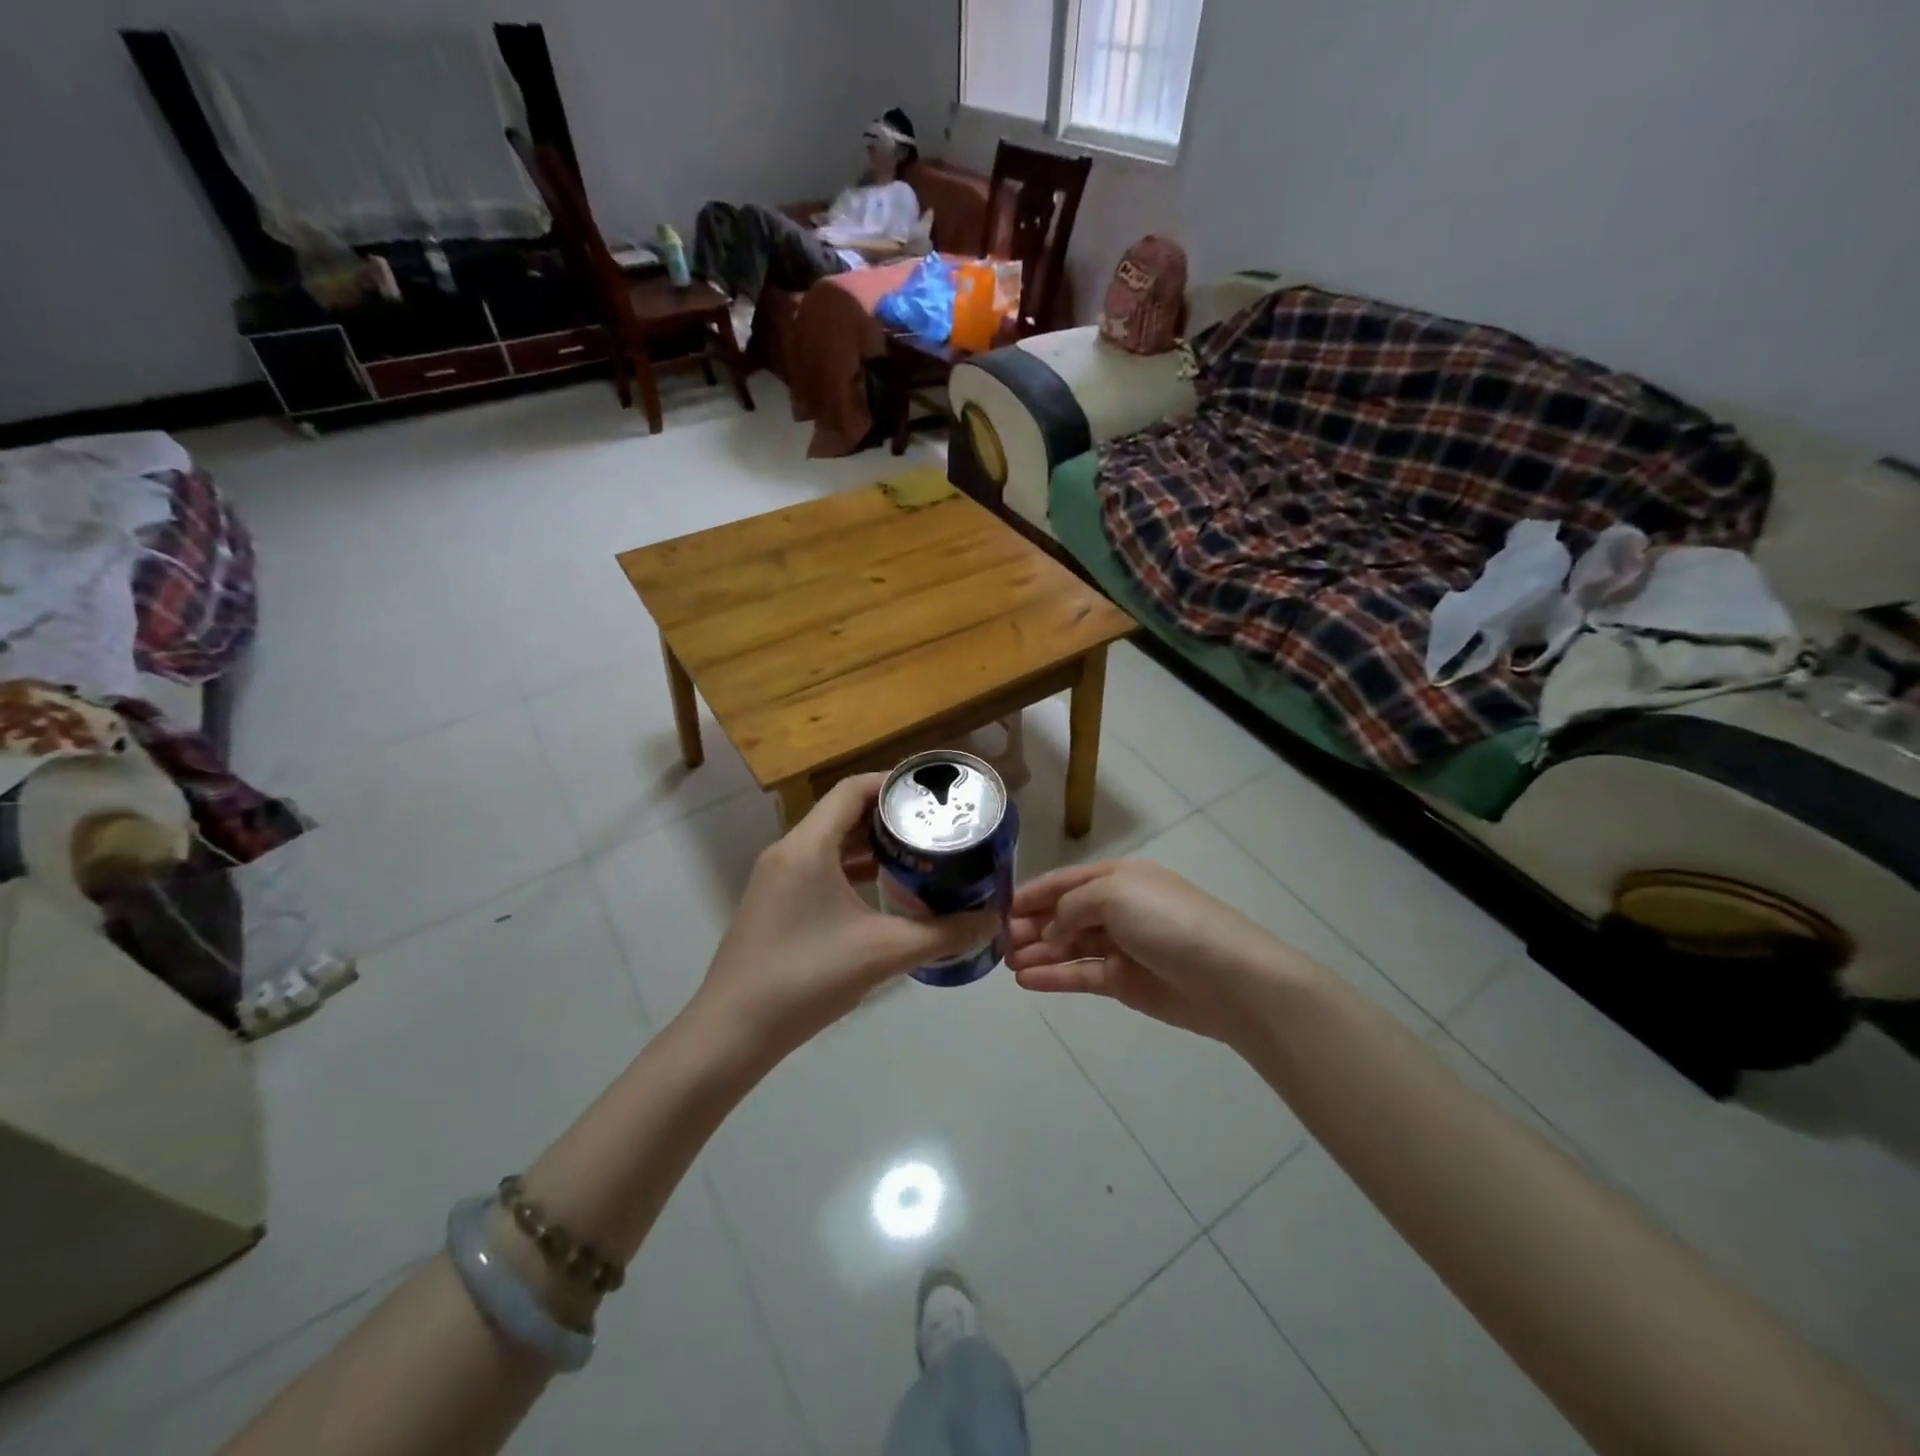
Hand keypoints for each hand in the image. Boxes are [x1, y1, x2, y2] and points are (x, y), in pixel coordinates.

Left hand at [692, 775, 999, 1054]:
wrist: (732, 1033)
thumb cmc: (807, 978)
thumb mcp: (883, 952)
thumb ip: (943, 934)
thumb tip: (992, 921)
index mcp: (808, 846)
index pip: (852, 790)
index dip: (893, 784)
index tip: (932, 794)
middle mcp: (788, 851)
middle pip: (843, 813)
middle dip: (889, 816)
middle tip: (934, 826)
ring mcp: (777, 879)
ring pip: (830, 843)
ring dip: (871, 844)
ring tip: (917, 854)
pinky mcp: (775, 904)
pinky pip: (819, 868)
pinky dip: (852, 869)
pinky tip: (883, 891)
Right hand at [1006, 860, 1296, 1045]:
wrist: (1226, 976)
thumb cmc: (1166, 921)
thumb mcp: (1113, 894)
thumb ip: (1070, 906)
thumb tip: (1051, 930)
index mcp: (1117, 878)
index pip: (1065, 882)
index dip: (1032, 893)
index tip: (998, 907)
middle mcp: (1116, 908)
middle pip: (1063, 914)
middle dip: (1030, 925)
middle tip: (997, 941)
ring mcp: (1120, 946)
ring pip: (1068, 946)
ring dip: (1038, 952)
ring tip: (1005, 962)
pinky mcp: (1124, 982)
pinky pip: (1080, 975)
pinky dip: (1054, 976)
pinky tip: (1026, 980)